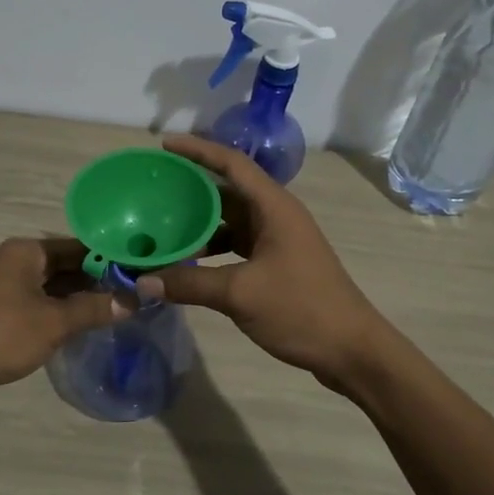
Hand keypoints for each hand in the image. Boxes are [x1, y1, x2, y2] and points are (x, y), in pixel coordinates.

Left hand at [0, 237, 126, 400]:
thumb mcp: (53, 322)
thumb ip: (93, 309)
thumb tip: (133, 300)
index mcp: (27, 251)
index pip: (80, 246)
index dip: (110, 258)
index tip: (139, 272)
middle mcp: (16, 260)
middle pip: (66, 265)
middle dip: (97, 280)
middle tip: (134, 294)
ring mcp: (5, 284)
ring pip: (53, 285)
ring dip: (79, 297)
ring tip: (116, 310)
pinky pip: (39, 301)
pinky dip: (60, 310)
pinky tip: (82, 324)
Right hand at [136, 135, 387, 386]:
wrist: (351, 349)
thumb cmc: (301, 309)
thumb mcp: (240, 293)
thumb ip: (190, 284)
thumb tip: (142, 281)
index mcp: (273, 207)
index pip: (232, 164)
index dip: (198, 150)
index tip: (165, 145)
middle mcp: (275, 216)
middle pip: (227, 190)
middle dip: (191, 188)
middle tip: (153, 190)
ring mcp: (277, 240)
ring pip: (230, 220)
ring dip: (199, 223)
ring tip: (162, 226)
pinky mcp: (276, 263)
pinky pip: (236, 244)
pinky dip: (211, 249)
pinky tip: (187, 262)